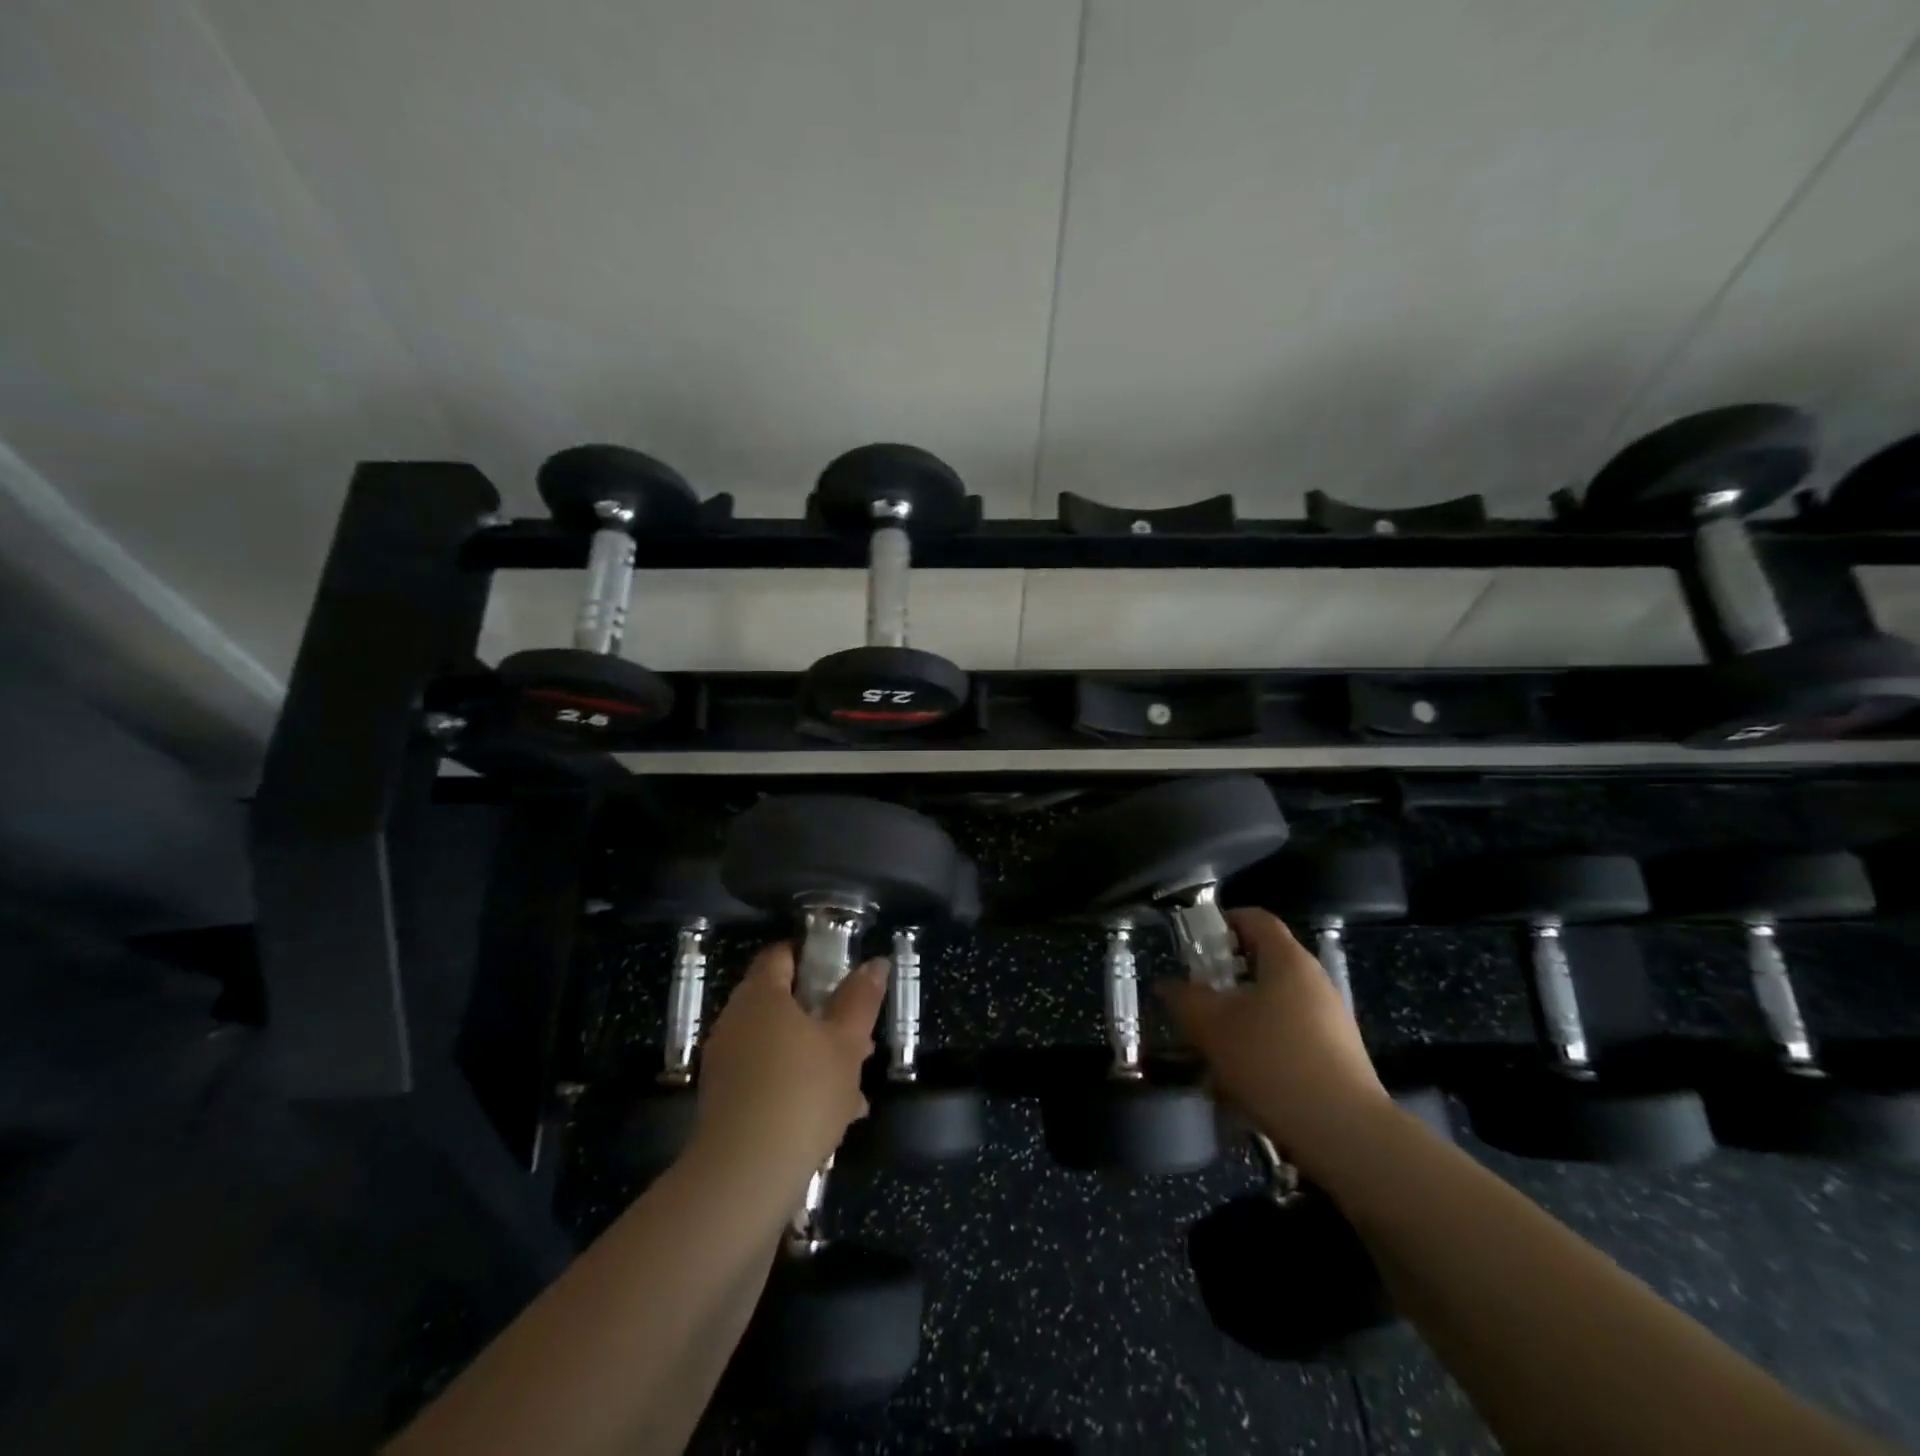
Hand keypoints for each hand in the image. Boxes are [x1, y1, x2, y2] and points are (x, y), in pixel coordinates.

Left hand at [692, 942, 887, 1177]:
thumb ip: (861, 1000)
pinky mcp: (724, 1102)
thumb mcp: (846, 1043)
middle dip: (823, 1017)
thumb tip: (875, 962)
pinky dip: (795, 1085)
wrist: (744, 1176)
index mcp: (761, 996)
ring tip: (855, 1086)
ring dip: (815, 1056)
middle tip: (859, 1037)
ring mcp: (726, 1063)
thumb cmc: (802, 1093)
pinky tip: (832, 1116)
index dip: (811, 957)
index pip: (780, 956)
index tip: (842, 974)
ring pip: (778, 1045)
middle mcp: (735, 1022)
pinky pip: (766, 1078)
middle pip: (781, 1003)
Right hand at [1157, 908, 1390, 1168]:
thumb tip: (1168, 985)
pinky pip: (1288, 1037)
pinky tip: (1241, 1082)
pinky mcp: (1336, 1057)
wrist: (1345, 1133)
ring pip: (1272, 1005)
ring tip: (1211, 1049)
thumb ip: (1184, 998)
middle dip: (1225, 979)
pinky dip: (1262, 1048)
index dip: (1222, 922)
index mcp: (1288, 960)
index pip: (1255, 918)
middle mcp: (1314, 981)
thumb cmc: (1272, 1060)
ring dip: (1239, 1019)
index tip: (1194, 944)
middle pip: (1263, 963)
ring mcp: (1330, 1020)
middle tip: (1196, 1000)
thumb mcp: (1212, 1026)